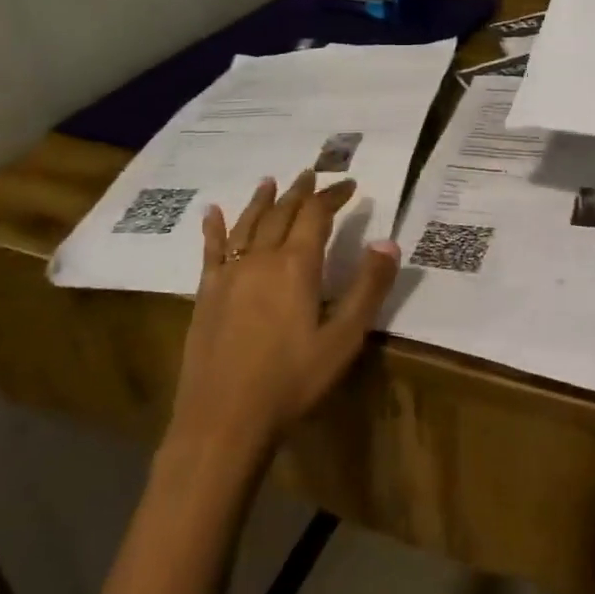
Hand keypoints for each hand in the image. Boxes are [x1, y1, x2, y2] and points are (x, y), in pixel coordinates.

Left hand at [168, 171, 400, 466]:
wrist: (223, 419)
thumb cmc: (291, 381)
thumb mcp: (343, 338)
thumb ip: (367, 288)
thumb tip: (388, 242)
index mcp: (296, 265)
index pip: (317, 215)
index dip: (333, 196)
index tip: (350, 185)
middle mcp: (260, 258)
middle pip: (282, 213)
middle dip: (301, 192)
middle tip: (312, 174)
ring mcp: (229, 274)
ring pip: (247, 224)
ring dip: (262, 200)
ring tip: (271, 181)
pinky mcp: (206, 294)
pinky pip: (211, 250)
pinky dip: (214, 228)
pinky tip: (212, 213)